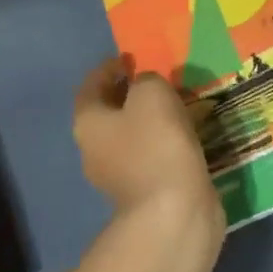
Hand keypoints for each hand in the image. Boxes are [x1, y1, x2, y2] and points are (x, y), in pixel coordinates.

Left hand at [73, 59, 224, 229]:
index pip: (90, 86)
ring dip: (148, 120)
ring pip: (130, 136)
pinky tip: (184, 137)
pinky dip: (162, 143)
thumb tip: (146, 88)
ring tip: (176, 105)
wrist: (174, 213)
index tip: (130, 58)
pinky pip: (149, 157)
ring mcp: (117, 176)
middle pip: (108, 112)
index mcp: (88, 122)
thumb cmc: (157, 146)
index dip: (108, 68)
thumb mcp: (152, 94)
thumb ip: (146, 80)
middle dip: (129, 94)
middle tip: (156, 79)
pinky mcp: (142, 194)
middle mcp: (94, 149)